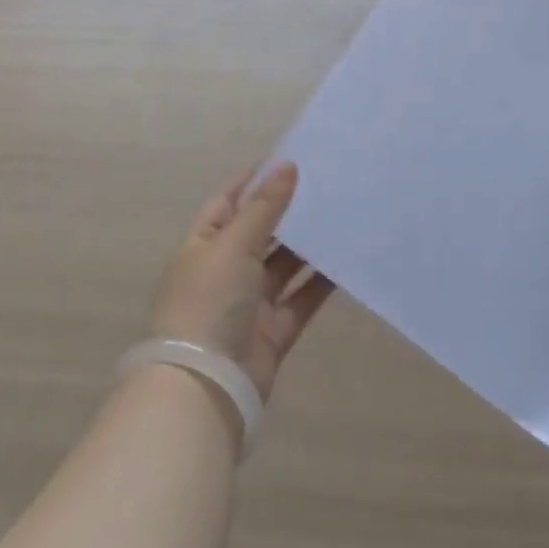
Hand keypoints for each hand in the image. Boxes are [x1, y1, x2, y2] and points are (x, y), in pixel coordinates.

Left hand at [149, 162, 333, 401]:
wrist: (204, 388)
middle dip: (287, 210)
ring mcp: (249, 303)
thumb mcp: (233, 244)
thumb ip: (264, 207)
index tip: (286, 159)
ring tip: (340, 214)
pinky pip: (300, 299)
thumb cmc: (209, 302)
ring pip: (283, 265)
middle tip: (324, 183)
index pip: (227, 202)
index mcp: (203, 245)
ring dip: (307, 244)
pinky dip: (320, 282)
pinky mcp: (273, 331)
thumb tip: (287, 166)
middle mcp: (225, 271)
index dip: (253, 181)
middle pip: (259, 232)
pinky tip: (345, 259)